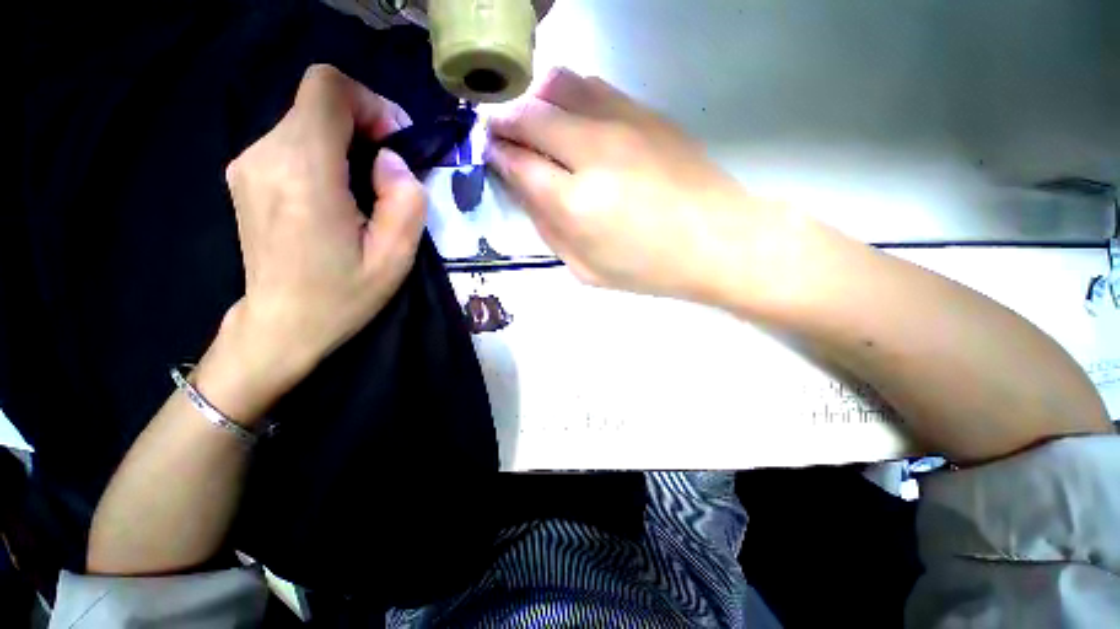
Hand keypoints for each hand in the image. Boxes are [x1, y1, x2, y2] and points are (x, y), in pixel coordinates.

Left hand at [197, 65, 425, 422]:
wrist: (281, 325)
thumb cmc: (343, 295)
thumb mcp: (396, 257)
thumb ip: (405, 200)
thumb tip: (390, 160)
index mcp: (304, 173)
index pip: (328, 88)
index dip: (370, 102)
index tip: (395, 144)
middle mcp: (265, 155)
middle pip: (319, 101)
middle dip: (365, 124)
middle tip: (390, 173)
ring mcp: (248, 163)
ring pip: (307, 119)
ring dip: (347, 142)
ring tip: (367, 190)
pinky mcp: (247, 174)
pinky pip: (293, 140)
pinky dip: (325, 153)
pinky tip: (339, 195)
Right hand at [486, 68, 786, 302]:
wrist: (718, 242)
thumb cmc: (649, 268)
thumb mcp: (586, 269)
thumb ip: (548, 230)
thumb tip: (524, 190)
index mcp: (576, 203)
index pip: (519, 163)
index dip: (498, 155)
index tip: (491, 153)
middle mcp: (594, 152)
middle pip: (531, 115)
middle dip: (506, 120)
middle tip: (502, 131)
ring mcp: (623, 123)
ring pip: (559, 86)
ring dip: (534, 98)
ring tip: (532, 118)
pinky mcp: (647, 112)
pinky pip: (593, 86)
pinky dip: (568, 94)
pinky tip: (570, 113)